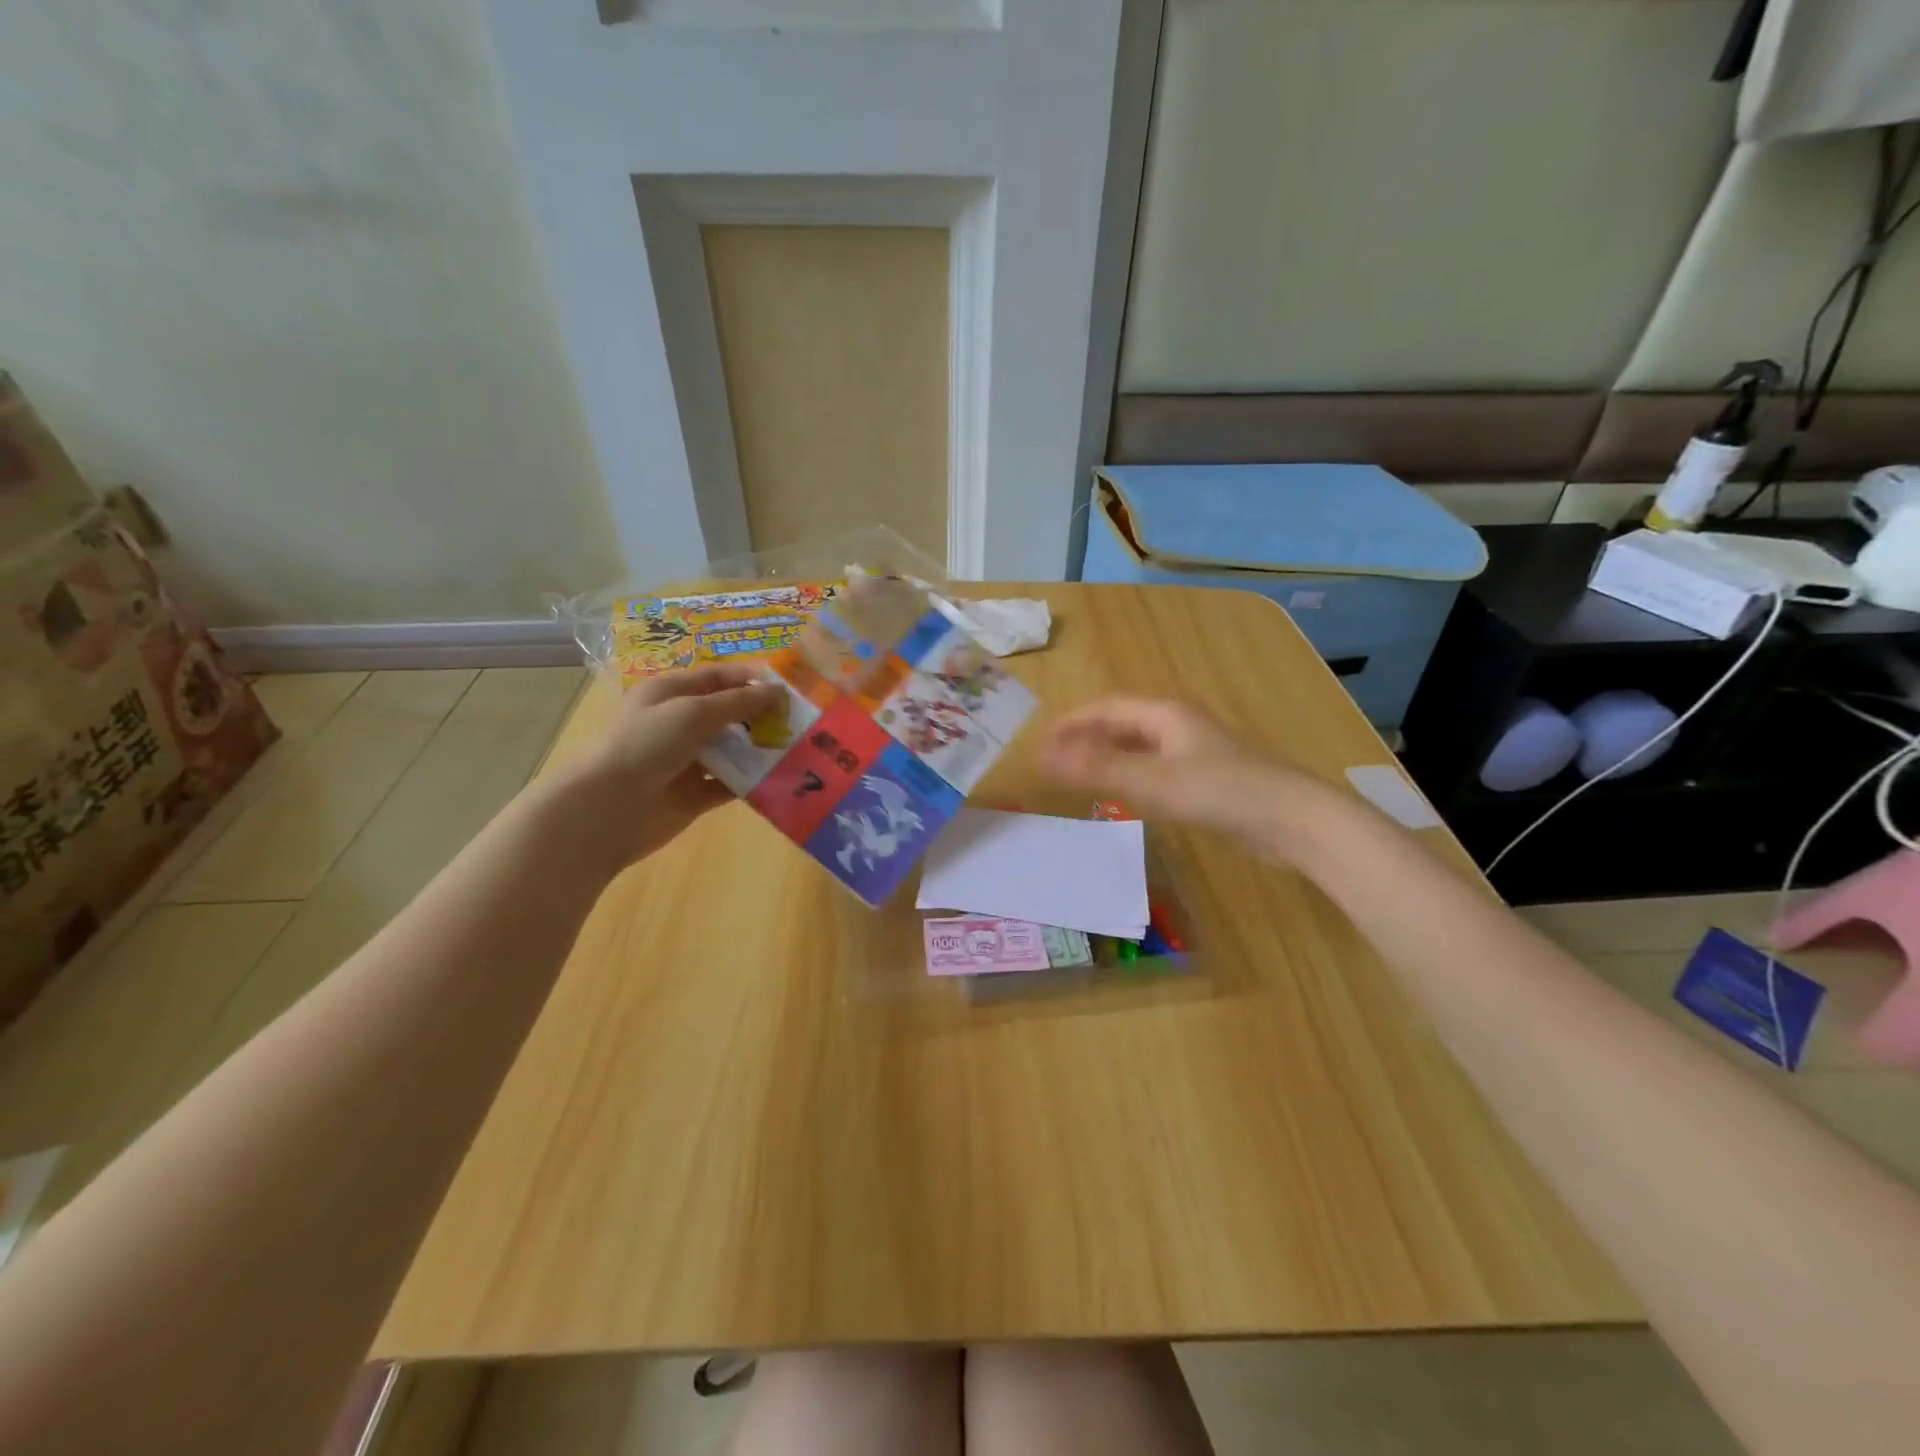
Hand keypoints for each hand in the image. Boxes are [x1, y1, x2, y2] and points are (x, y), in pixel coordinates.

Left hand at [569, 663, 782, 867]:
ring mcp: (686, 760)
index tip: (789, 687)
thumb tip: (777, 690)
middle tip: (801, 720)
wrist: (608, 808)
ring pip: (732, 750)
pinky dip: (751, 782)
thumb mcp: (694, 712)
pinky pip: (729, 784)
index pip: (718, 678)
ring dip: (760, 749)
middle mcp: (678, 723)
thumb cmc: (647, 745)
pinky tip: (780, 779)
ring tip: (799, 748)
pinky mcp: (694, 794)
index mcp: (670, 693)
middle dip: (761, 715)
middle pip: (728, 714)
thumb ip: (738, 702)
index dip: (751, 679)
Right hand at [1041, 697, 1331, 858]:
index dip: (1072, 722)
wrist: (1295, 821)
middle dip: (1087, 737)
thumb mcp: (1154, 781)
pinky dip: (1130, 776)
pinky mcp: (1209, 781)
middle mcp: (1180, 727)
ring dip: (1108, 757)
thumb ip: (1098, 769)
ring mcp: (1198, 753)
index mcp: (1166, 715)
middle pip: (1123, 724)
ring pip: (1140, 748)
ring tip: (1080, 775)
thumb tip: (1043, 758)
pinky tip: (1126, 795)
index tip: (1041, 741)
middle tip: (1055, 759)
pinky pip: (1157, 770)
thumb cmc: (1222, 792)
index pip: (1107, 707)